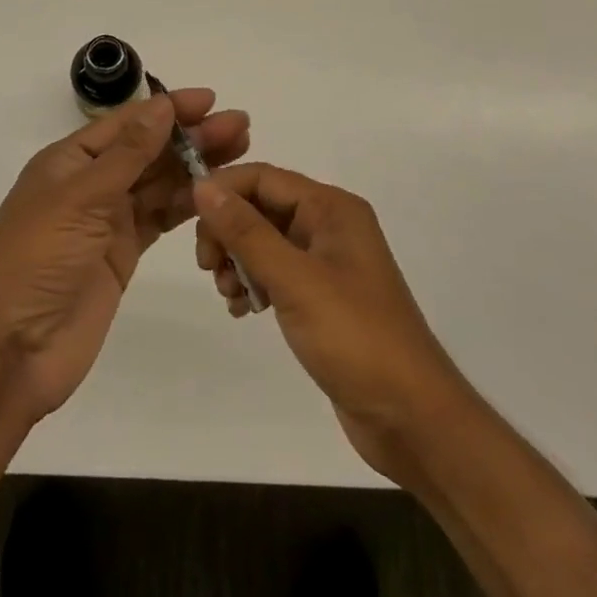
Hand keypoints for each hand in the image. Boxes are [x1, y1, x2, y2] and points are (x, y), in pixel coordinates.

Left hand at [0, 90, 249, 421]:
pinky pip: (160, 218)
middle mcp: (90, 183)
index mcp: (69, 161)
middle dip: (191, 136)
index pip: (127, 124)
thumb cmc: (37, 260)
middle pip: (148, 151)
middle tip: (240, 126)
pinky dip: (187, 204)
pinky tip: (216, 193)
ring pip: (159, 183)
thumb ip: (128, 154)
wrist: (13, 351)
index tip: (210, 99)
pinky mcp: (122, 253)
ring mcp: (107, 220)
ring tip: (239, 151)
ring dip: (195, 167)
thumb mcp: (80, 199)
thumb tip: (163, 105)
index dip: (168, 109)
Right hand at [192, 164, 469, 483]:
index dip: (222, 190)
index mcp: (331, 208)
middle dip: (228, 230)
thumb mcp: (295, 280)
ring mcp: (327, 262)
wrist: (412, 419)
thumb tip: (202, 186)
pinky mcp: (322, 297)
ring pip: (265, 241)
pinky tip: (242, 310)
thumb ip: (246, 231)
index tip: (185, 215)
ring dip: (238, 260)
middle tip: (207, 266)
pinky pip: (276, 272)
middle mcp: (329, 225)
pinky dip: (254, 284)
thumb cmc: (355, 338)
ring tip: (227, 294)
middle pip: (261, 207)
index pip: (263, 177)